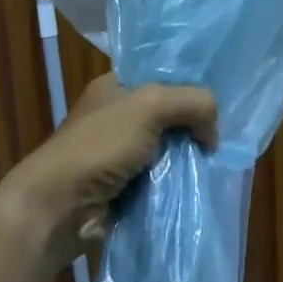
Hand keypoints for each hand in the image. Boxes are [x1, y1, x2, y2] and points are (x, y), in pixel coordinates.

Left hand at [0, 75, 217, 266]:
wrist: (60, 207)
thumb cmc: (99, 145)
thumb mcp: (150, 105)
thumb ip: (192, 102)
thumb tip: (212, 132)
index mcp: (116, 86)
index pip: (162, 75)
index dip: (190, 84)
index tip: (219, 99)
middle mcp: (119, 116)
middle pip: (170, 114)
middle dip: (195, 125)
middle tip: (222, 136)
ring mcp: (122, 154)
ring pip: (170, 150)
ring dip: (189, 159)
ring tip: (217, 164)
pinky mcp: (127, 187)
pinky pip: (164, 179)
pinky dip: (179, 184)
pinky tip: (201, 185)